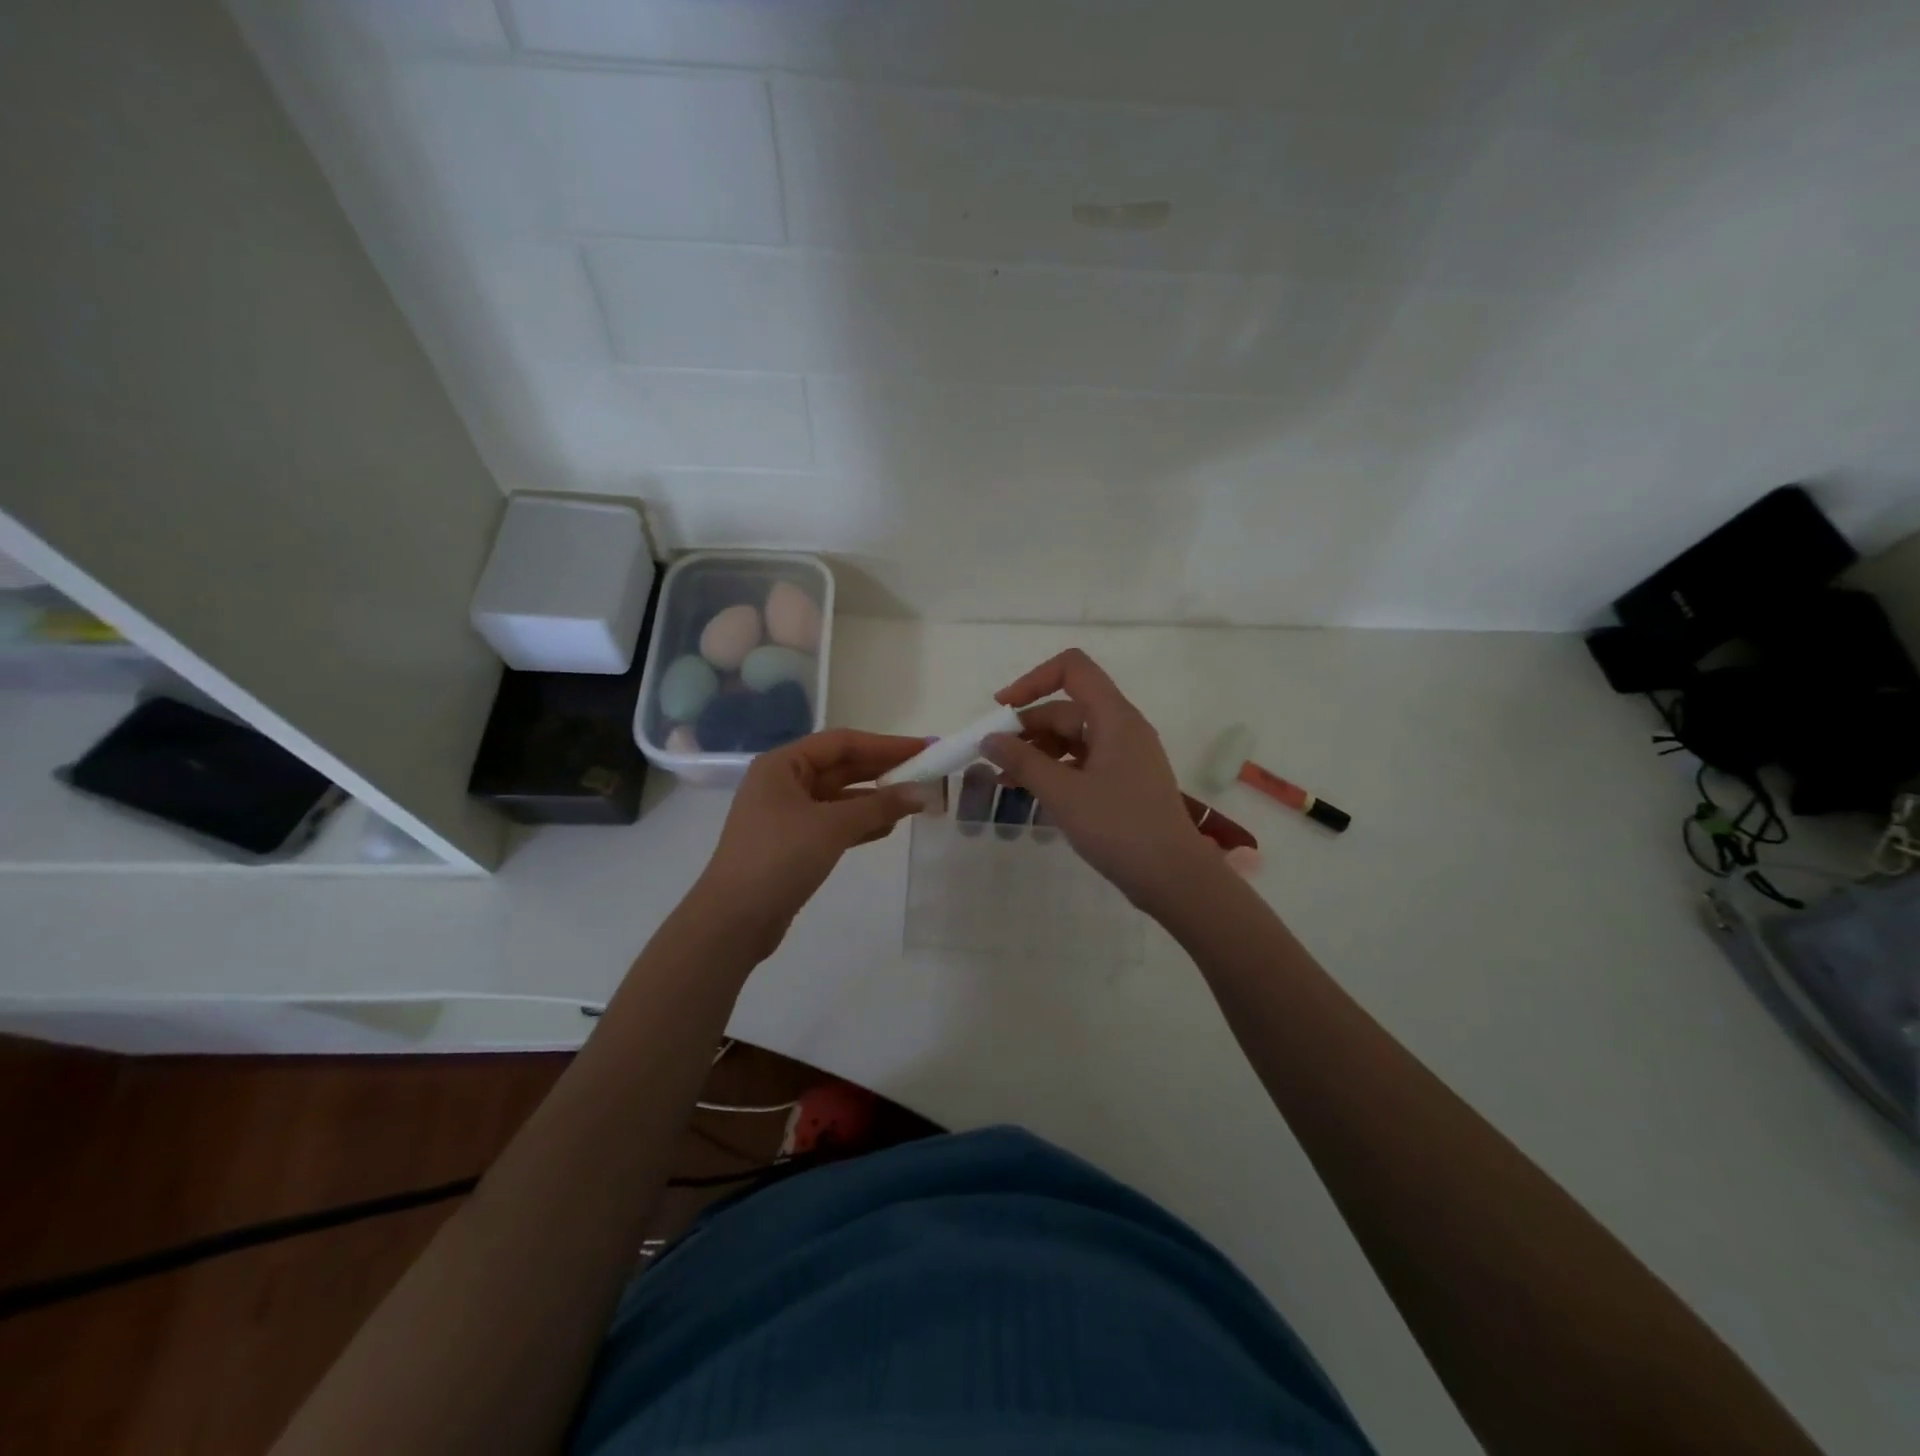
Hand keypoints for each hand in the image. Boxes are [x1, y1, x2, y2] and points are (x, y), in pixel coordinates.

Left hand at [694, 729, 928, 957]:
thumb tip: (921, 792)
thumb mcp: (832, 826)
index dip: (886, 744)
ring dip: (875, 798)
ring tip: (915, 800)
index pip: (843, 743)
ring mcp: (787, 814)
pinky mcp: (793, 843)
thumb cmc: (779, 858)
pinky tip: (889, 827)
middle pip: (842, 767)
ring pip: (840, 797)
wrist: (734, 920)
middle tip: (926, 771)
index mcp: (783, 765)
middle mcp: (783, 782)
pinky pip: (834, 822)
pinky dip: (861, 823)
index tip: (924, 748)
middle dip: (883, 770)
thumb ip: (879, 806)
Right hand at [985, 648, 1218, 910]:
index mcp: (1114, 717)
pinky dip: (1055, 770)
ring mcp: (1125, 756)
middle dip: (1027, 727)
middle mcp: (1122, 728)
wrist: (1173, 876)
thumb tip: (989, 739)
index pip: (1073, 669)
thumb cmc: (1118, 827)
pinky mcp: (1124, 782)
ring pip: (1072, 738)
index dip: (1033, 680)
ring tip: (1005, 780)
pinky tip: (1031, 793)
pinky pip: (1082, 762)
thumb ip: (1023, 761)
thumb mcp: (1063, 793)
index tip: (1002, 709)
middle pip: (1066, 708)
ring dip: (1037, 752)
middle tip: (992, 757)